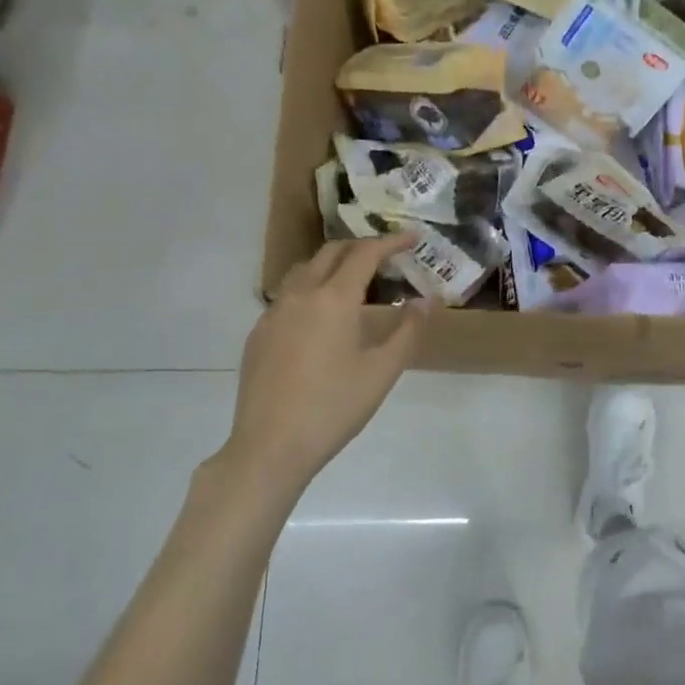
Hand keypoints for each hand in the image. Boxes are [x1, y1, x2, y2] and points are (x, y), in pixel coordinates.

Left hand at [224, 235, 429, 487]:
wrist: (270, 446)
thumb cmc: (334, 407)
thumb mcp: (382, 371)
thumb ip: (408, 330)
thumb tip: (425, 300)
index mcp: (333, 299)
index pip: (365, 253)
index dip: (392, 241)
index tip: (413, 238)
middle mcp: (300, 294)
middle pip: (331, 252)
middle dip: (361, 247)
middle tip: (387, 256)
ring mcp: (274, 313)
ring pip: (304, 270)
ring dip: (332, 264)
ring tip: (354, 280)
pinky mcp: (258, 333)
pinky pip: (288, 295)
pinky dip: (311, 289)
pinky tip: (321, 318)